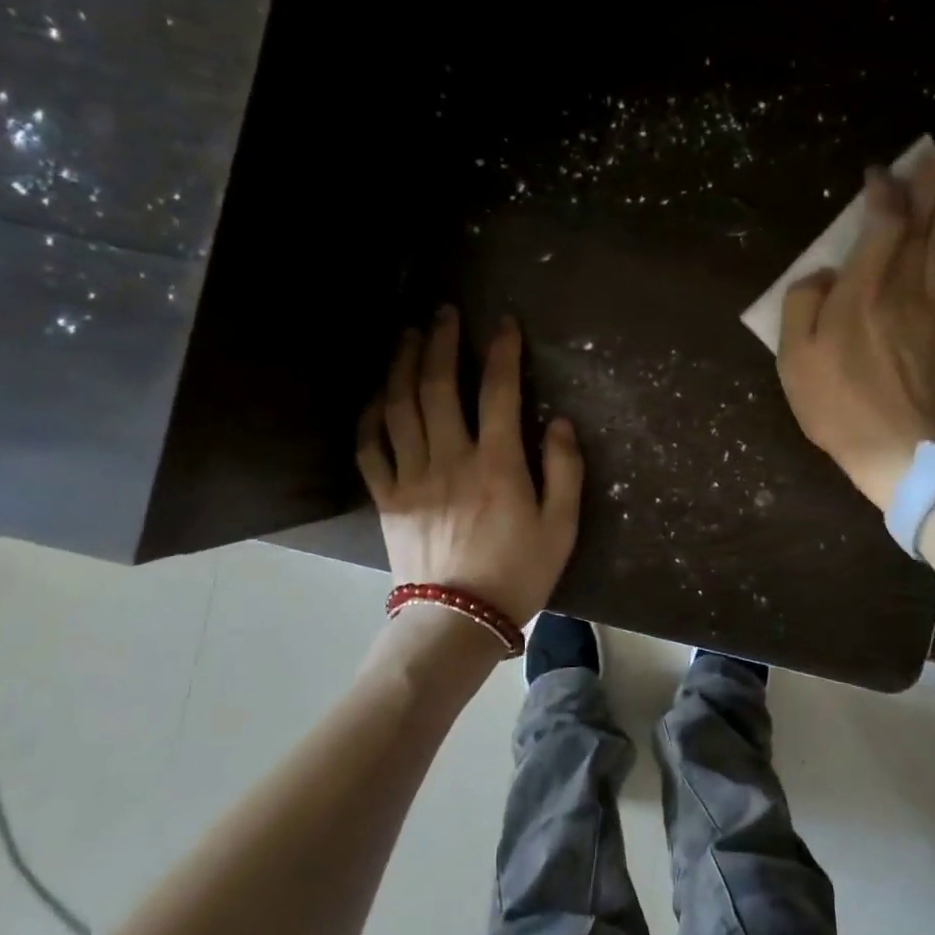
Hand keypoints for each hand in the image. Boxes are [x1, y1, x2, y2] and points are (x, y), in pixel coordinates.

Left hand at [357, 309, 583, 628]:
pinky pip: (370, 448)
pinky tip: (376, 396)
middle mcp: (450, 459)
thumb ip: (565, 470)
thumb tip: (560, 422)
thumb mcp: (561, 526)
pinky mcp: (387, 498)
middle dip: (441, 343)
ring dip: (402, 365)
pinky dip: (370, 417)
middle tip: (443, 313)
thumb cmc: (518, 573)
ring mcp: (412, 477)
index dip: (502, 351)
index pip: (498, 391)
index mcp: (496, 464)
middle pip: (438, 387)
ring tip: (407, 336)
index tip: (504, 323)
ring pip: (399, 408)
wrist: (458, 620)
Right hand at [776, 144, 934, 510]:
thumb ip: (803, 304)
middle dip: (930, 184)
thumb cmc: (837, 405)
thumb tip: (825, 273)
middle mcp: (906, 288)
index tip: (879, 172)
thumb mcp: (795, 358)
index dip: (884, 193)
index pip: (883, 224)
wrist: (898, 450)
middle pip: (924, 224)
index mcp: (864, 292)